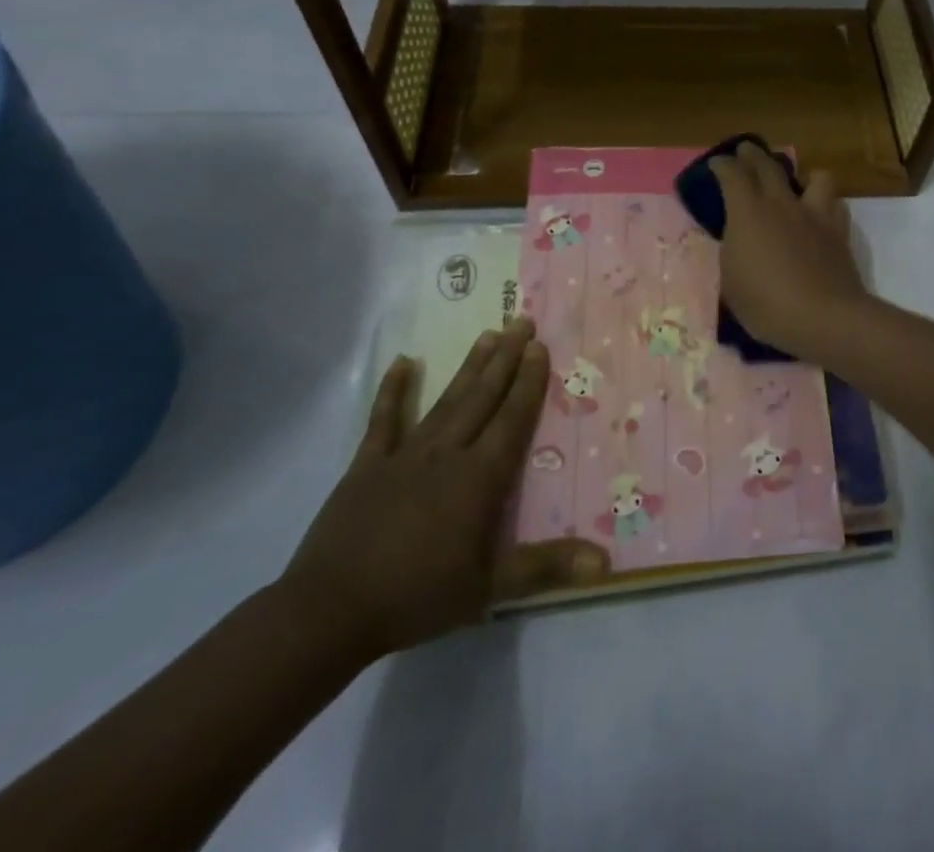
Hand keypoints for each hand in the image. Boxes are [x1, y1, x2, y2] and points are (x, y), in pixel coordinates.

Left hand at [280, 321, 607, 659]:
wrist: (328, 613)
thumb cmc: (416, 596)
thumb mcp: (489, 588)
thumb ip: (547, 568)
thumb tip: (605, 562)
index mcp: (479, 477)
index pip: (512, 418)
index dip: (529, 382)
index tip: (540, 346)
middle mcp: (447, 453)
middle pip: (483, 397)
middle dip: (506, 358)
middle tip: (521, 321)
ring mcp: (405, 455)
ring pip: (446, 400)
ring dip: (469, 367)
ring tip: (488, 334)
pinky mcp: (367, 465)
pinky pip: (384, 420)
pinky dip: (393, 390)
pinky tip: (404, 362)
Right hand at [708, 143, 869, 359]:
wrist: (823, 317)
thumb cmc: (766, 305)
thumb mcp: (732, 282)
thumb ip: (733, 252)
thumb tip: (738, 240)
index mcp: (748, 212)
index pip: (732, 174)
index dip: (722, 165)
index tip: (717, 164)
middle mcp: (782, 203)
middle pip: (767, 165)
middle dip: (753, 155)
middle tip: (745, 151)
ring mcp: (814, 214)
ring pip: (815, 176)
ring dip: (803, 176)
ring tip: (798, 185)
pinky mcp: (839, 230)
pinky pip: (835, 204)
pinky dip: (827, 204)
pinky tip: (821, 216)